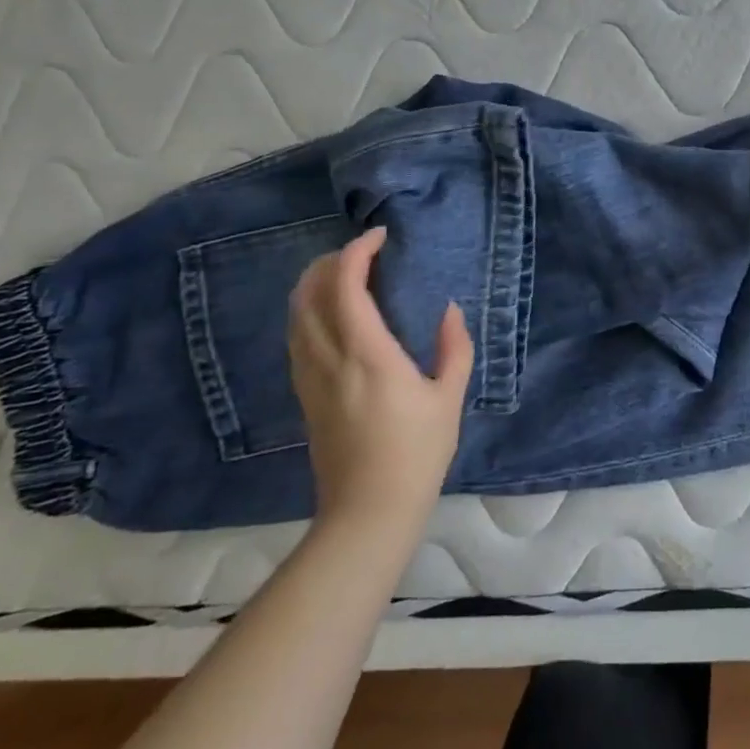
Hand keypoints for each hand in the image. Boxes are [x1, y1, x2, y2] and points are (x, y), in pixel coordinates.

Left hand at [287, 227, 472, 533]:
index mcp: (368, 353)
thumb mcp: (449, 398)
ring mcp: (310, 377)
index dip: (357, 251)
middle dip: (329, 261)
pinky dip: (308, 311)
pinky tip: (332, 316)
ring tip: (345, 277)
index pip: (345, 284)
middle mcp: (329, 357)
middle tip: (362, 254)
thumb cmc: (417, 453)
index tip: (380, 236)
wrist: (368, 512)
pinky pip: (296, 337)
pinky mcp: (304, 395)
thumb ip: (454, 347)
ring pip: (295, 314)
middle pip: (308, 292)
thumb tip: (449, 310)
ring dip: (314, 284)